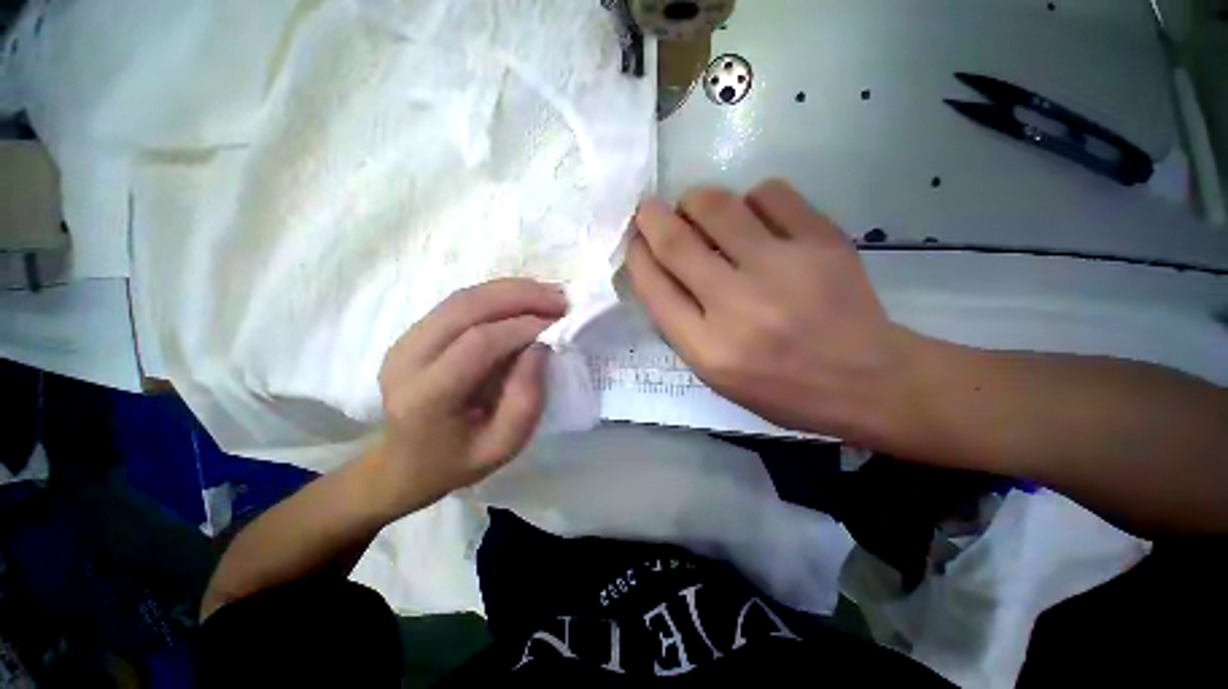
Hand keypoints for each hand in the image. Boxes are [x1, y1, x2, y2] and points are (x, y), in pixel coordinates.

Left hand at [365, 279, 566, 517]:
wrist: (403, 465)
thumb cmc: (458, 461)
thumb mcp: (504, 445)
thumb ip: (527, 398)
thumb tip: (540, 345)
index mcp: (427, 395)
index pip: (478, 342)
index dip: (522, 327)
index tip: (559, 323)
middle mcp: (407, 358)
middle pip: (466, 307)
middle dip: (520, 296)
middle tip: (560, 298)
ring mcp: (405, 341)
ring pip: (463, 297)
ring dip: (510, 289)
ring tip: (548, 293)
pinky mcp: (413, 333)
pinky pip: (459, 303)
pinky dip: (497, 295)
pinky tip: (523, 298)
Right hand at [626, 179, 915, 441]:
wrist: (867, 380)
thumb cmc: (781, 388)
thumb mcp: (716, 375)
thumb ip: (682, 326)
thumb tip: (659, 272)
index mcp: (708, 348)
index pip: (653, 287)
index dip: (636, 255)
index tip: (634, 241)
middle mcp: (738, 306)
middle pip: (676, 242)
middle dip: (652, 217)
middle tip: (649, 209)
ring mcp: (782, 268)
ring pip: (717, 205)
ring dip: (695, 200)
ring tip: (698, 210)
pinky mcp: (822, 241)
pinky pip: (770, 193)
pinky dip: (751, 199)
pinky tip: (755, 216)